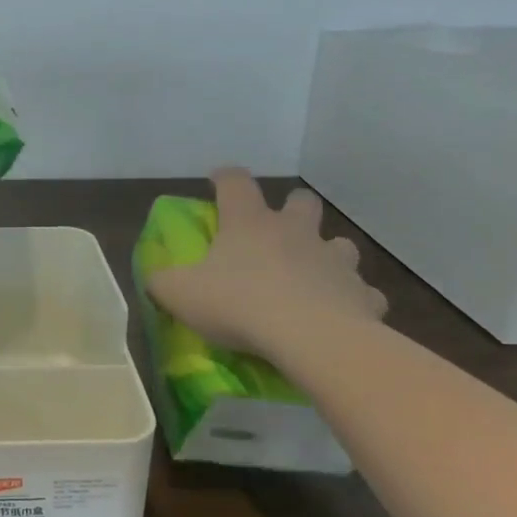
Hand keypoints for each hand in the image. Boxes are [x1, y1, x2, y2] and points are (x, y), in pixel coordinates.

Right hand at [149, 169, 387, 356]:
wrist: (311, 338)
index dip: (225, 178)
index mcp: (248, 223)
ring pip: (339, 244)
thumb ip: (162, 281)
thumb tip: (154, 277)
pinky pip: (362, 292)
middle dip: (292, 209)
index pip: (235, 182)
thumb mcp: (180, 294)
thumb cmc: (239, 304)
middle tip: (277, 231)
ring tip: (312, 277)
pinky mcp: (362, 295)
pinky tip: (341, 315)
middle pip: (301, 202)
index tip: (217, 181)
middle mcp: (294, 232)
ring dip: (327, 255)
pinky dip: (352, 299)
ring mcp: (333, 261)